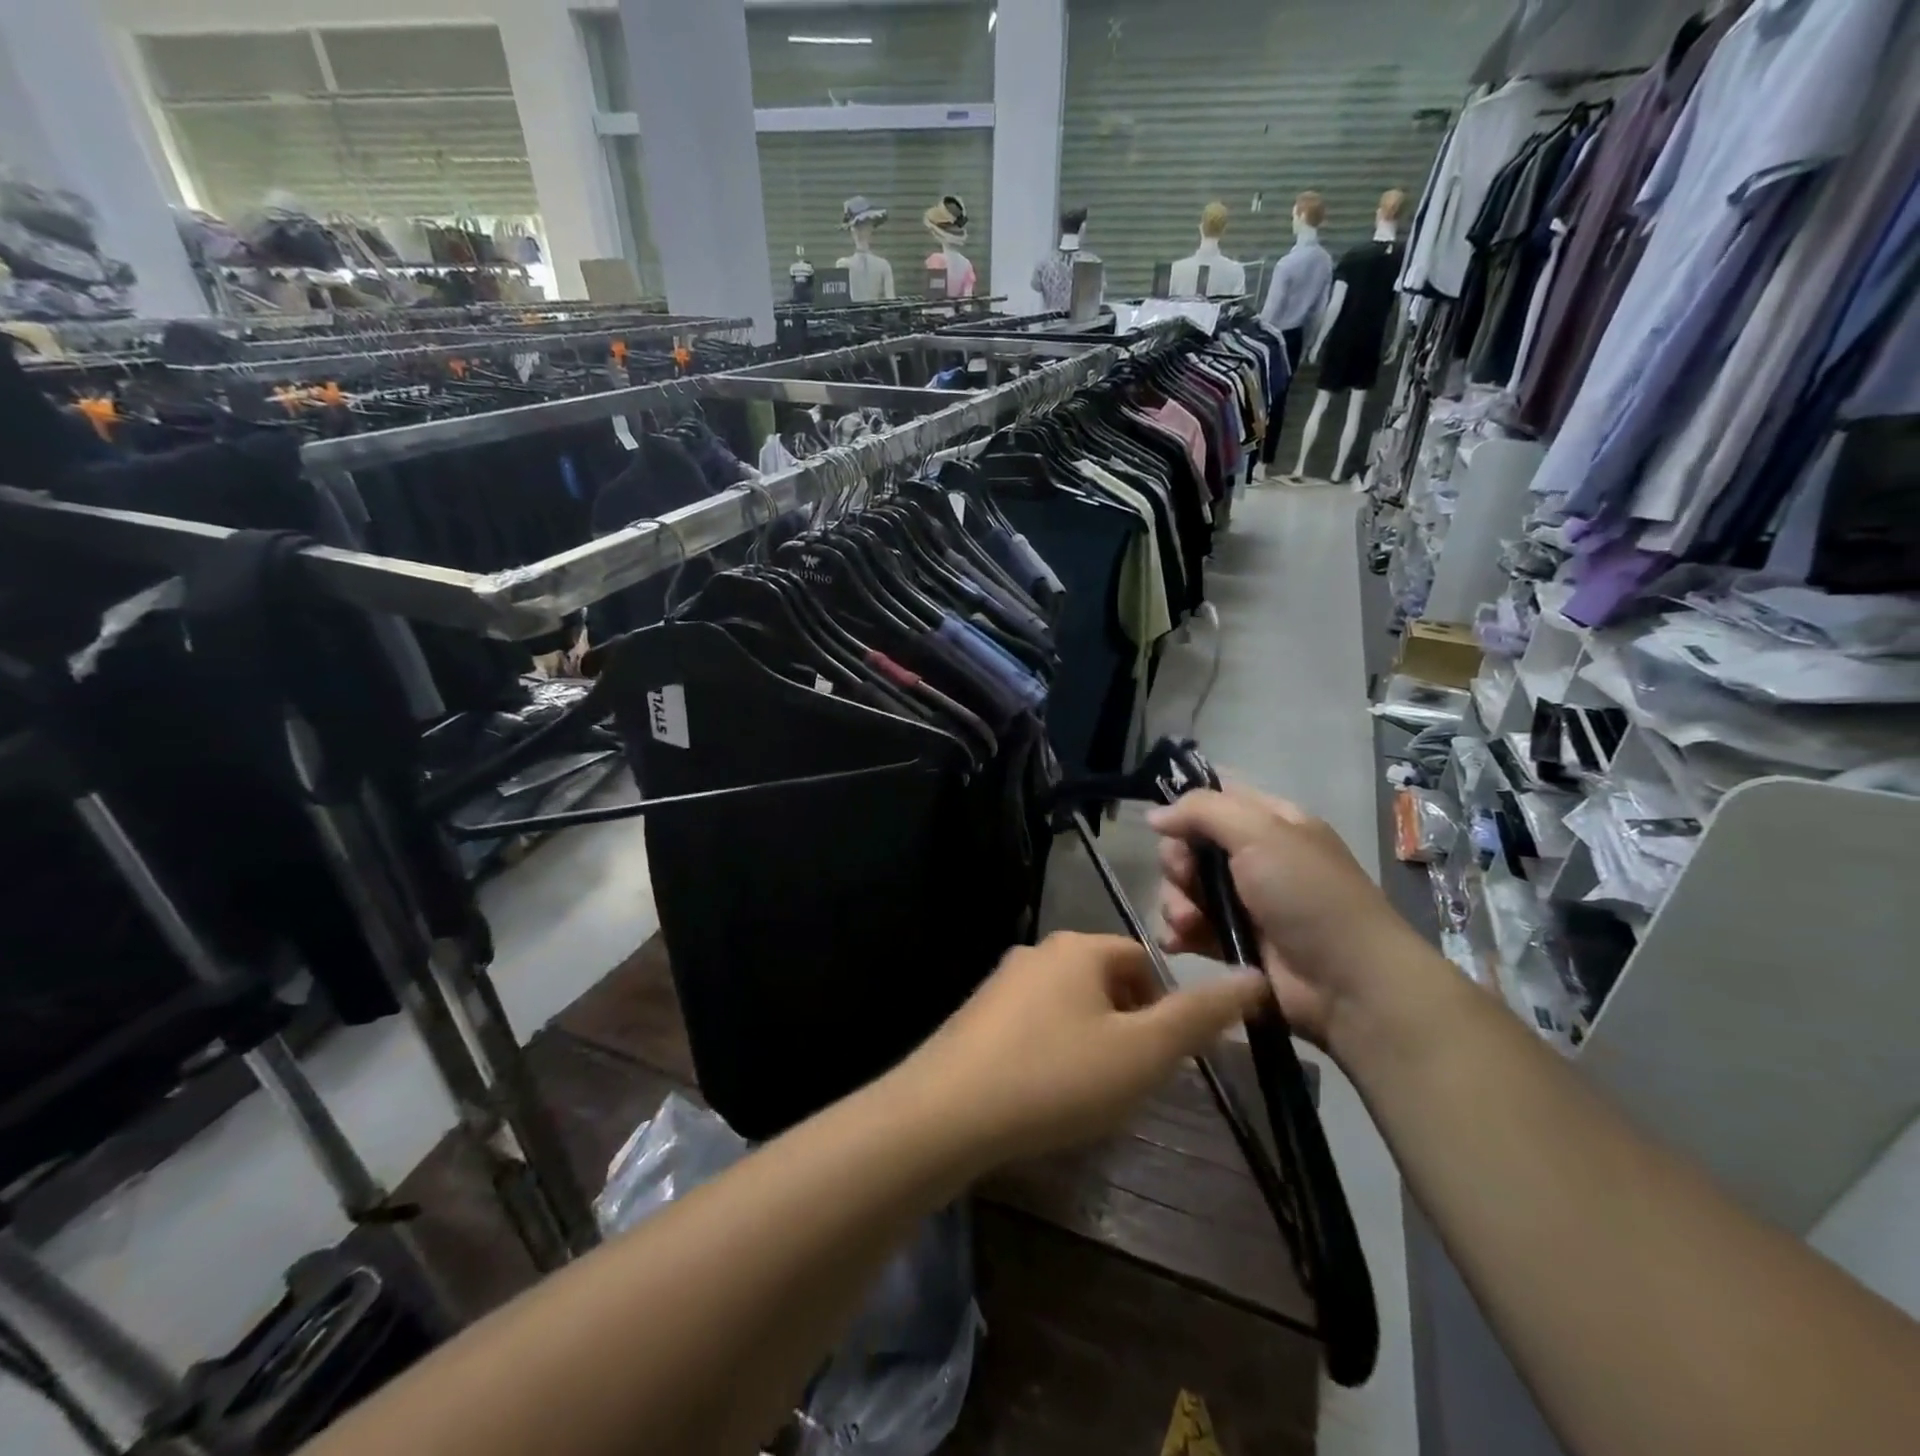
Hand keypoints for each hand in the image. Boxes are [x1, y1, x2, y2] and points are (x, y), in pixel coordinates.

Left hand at [900, 932, 1267, 1165]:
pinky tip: (1047, 1093)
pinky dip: (1054, 1051)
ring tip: (1091, 1093)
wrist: (948, 1112)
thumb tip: (1254, 976)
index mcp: (1079, 947)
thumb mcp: (1142, 1052)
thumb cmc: (1056, 1076)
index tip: (1165, 1059)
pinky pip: (1036, 1025)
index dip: (1165, 1007)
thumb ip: (1199, 1016)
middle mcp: (1039, 951)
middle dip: (1129, 1027)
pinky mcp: (979, 1014)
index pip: (1144, 961)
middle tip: (1132, 1081)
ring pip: (1071, 1005)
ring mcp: (1003, 981)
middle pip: (1107, 981)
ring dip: (1092, 1041)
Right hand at [1147, 787, 1422, 1050]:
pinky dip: (1178, 933)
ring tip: (1187, 924)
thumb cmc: (1308, 895)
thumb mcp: (1261, 833)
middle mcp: (1255, 858)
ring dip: (1176, 903)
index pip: (1216, 800)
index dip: (1187, 811)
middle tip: (1185, 880)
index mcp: (1271, 823)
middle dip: (1177, 864)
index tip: (1169, 828)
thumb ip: (1203, 811)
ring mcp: (1244, 904)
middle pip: (1190, 847)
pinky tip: (1178, 942)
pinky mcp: (1233, 944)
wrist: (1349, 984)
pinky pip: (1189, 929)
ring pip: (1184, 889)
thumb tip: (1154, 815)